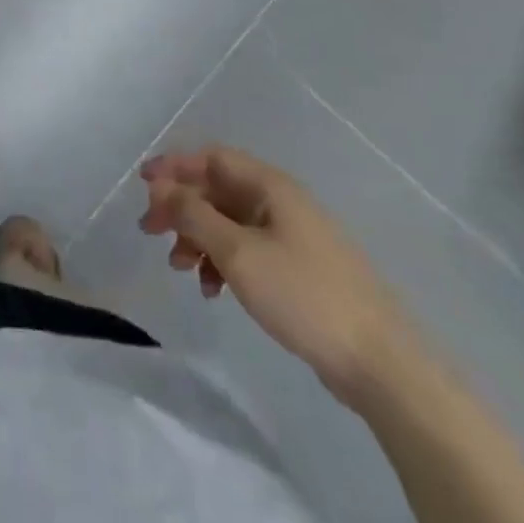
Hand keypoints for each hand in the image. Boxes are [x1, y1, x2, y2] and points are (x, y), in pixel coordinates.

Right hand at [139, 145, 417, 410]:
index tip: (142, 185)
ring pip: (230, 222)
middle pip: (218, 189)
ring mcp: (293, 237)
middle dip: (181, 207)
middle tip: (151, 231)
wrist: (381, 364)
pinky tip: (213, 289)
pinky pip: (247, 250)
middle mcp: (282, 203)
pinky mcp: (299, 270)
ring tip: (180, 268)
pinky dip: (223, 261)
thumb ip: (193, 215)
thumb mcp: (237, 252)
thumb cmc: (303, 295)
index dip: (174, 166)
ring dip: (198, 237)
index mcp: (271, 187)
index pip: (212, 158)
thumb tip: (161, 186)